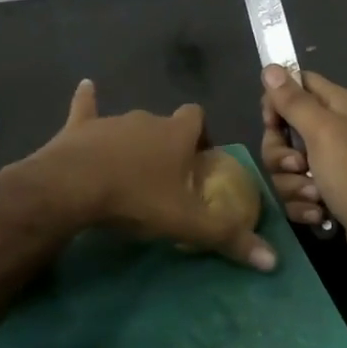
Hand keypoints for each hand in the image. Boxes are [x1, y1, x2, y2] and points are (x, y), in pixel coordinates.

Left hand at [3, 80, 276, 270]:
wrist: (74, 187)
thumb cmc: (136, 199)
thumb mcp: (186, 223)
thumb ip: (227, 236)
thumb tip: (272, 260)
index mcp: (175, 134)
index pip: (197, 118)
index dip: (201, 133)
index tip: (199, 157)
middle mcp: (146, 119)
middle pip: (163, 124)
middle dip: (167, 143)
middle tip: (165, 175)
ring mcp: (111, 121)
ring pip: (129, 124)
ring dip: (132, 140)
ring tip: (129, 168)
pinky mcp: (79, 127)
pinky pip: (86, 107)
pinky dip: (87, 100)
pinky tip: (86, 86)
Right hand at [261, 66, 346, 283]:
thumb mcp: (322, 132)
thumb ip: (293, 101)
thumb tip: (269, 66)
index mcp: (336, 106)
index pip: (297, 84)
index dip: (277, 101)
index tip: (271, 122)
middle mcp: (332, 130)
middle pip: (283, 131)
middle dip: (281, 154)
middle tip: (298, 165)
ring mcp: (329, 165)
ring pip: (286, 166)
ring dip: (294, 184)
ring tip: (315, 195)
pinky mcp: (326, 194)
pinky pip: (296, 192)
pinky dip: (303, 204)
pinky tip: (320, 213)